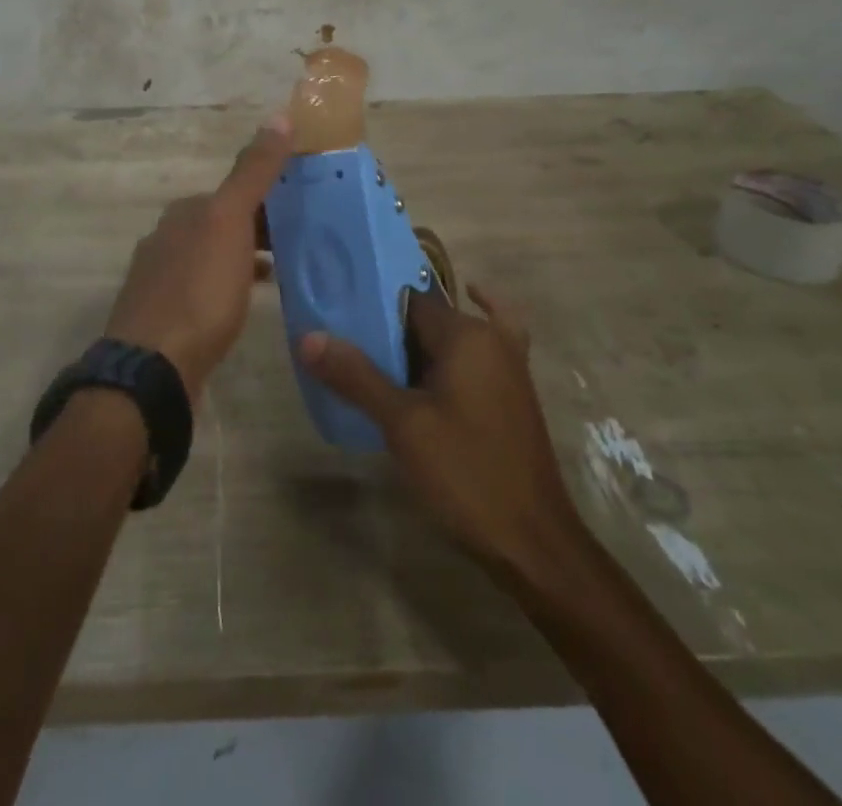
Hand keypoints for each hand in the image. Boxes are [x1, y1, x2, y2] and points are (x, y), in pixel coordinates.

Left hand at [104, 116, 291, 401]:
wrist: (153, 366)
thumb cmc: (199, 290)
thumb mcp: (231, 222)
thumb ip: (254, 171)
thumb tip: (279, 116)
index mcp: (184, 212)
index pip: (234, 192)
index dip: (270, 197)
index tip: (305, 211)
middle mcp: (166, 237)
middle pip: (222, 223)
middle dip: (259, 229)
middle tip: (301, 244)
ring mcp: (159, 278)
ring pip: (212, 256)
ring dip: (244, 258)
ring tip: (282, 273)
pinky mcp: (162, 315)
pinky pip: (203, 288)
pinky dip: (228, 287)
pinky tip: (246, 303)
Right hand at [298, 284, 575, 577]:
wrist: (532, 541)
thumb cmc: (466, 474)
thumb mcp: (403, 425)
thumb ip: (356, 377)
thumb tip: (309, 338)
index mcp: (466, 334)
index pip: (408, 301)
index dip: (372, 309)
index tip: (339, 321)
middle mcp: (490, 337)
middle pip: (429, 318)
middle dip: (390, 331)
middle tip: (347, 346)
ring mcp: (508, 364)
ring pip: (451, 337)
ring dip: (417, 345)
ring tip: (372, 357)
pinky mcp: (512, 391)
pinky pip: (482, 352)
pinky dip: (460, 347)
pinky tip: (442, 350)